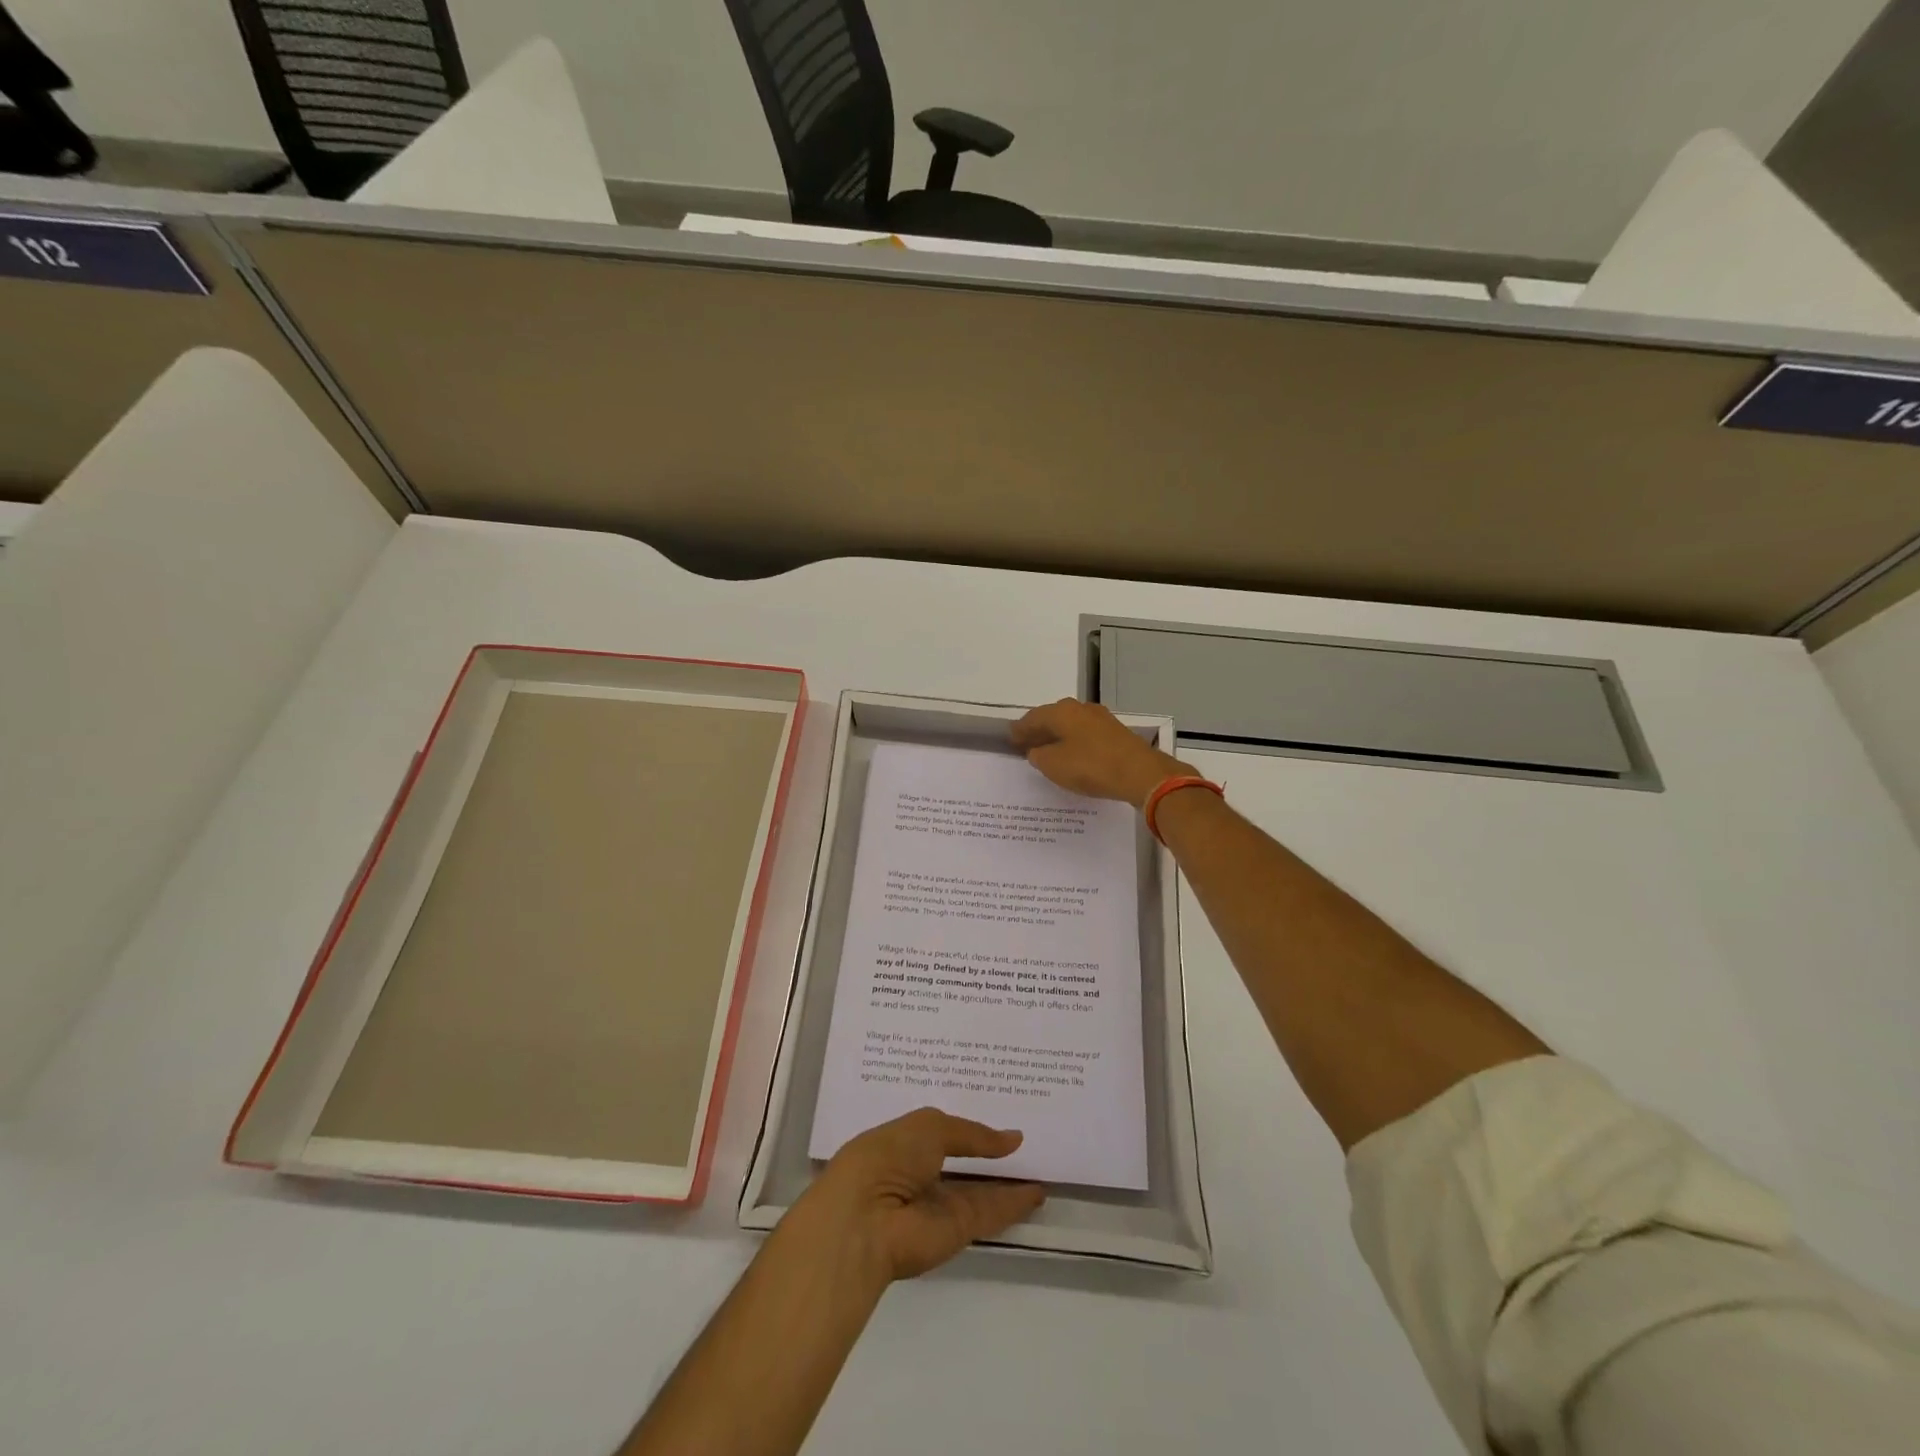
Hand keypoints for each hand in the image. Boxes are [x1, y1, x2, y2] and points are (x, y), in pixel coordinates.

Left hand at [788, 1108, 1044, 1285]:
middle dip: (988, 1152)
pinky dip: (1014, 1203)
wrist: (866, 1222)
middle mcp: (920, 1174)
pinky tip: (1038, 1191)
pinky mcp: (957, 1231)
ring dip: (1007, 1180)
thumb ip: (971, 1133)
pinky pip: (990, 1212)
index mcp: (902, 1143)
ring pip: (979, 1189)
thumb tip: (1012, 1139)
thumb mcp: (929, 1128)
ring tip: (1040, 1162)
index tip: (996, 1109)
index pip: (938, 1132)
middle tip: (1025, 1136)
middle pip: (962, 1162)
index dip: (964, 1124)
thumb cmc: (887, 1158)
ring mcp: (938, 1204)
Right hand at [1011, 698, 1194, 807]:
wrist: (1140, 773)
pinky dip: (1074, 743)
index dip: (1020, 730)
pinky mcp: (1116, 734)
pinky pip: (1086, 736)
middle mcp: (1081, 709)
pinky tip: (1073, 756)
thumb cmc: (1091, 766)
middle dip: (1039, 731)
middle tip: (1026, 745)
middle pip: (1053, 718)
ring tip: (1048, 752)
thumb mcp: (1054, 765)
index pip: (1032, 718)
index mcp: (1062, 711)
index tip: (1010, 739)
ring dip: (1058, 737)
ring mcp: (1101, 719)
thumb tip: (1037, 751)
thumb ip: (1039, 756)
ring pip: (1071, 726)